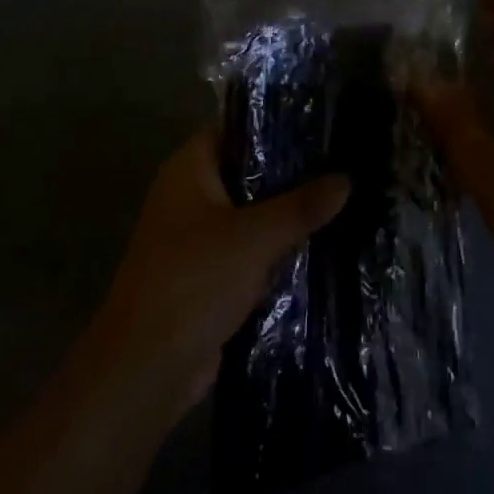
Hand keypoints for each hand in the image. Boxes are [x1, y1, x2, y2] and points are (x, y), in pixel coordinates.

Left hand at [88, 129, 350, 412]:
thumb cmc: (194, 281)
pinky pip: (250, 250)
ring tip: (345, 200)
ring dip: (288, 215)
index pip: (238, 128)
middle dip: (292, 174)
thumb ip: (302, 206)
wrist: (146, 368)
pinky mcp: (209, 275)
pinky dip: (277, 250)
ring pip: (252, 214)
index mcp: (190, 169)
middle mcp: (191, 194)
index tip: (324, 124)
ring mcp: (198, 236)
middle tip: (345, 163)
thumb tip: (347, 178)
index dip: (278, 124)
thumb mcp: (255, 238)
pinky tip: (322, 246)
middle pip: (249, 172)